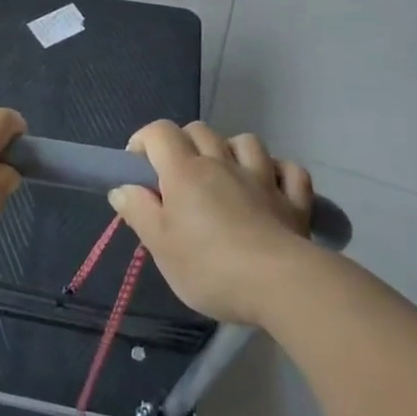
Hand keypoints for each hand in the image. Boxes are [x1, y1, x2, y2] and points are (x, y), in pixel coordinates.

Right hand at [108, 121, 313, 324]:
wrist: (280, 285)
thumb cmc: (209, 266)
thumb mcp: (159, 245)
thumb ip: (138, 211)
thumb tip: (122, 188)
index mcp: (185, 172)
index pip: (160, 132)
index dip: (144, 141)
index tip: (138, 167)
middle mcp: (222, 164)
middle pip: (200, 130)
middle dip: (184, 142)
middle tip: (176, 176)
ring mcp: (263, 179)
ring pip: (246, 142)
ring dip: (231, 150)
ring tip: (224, 175)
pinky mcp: (294, 201)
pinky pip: (289, 170)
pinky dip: (277, 171)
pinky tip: (270, 185)